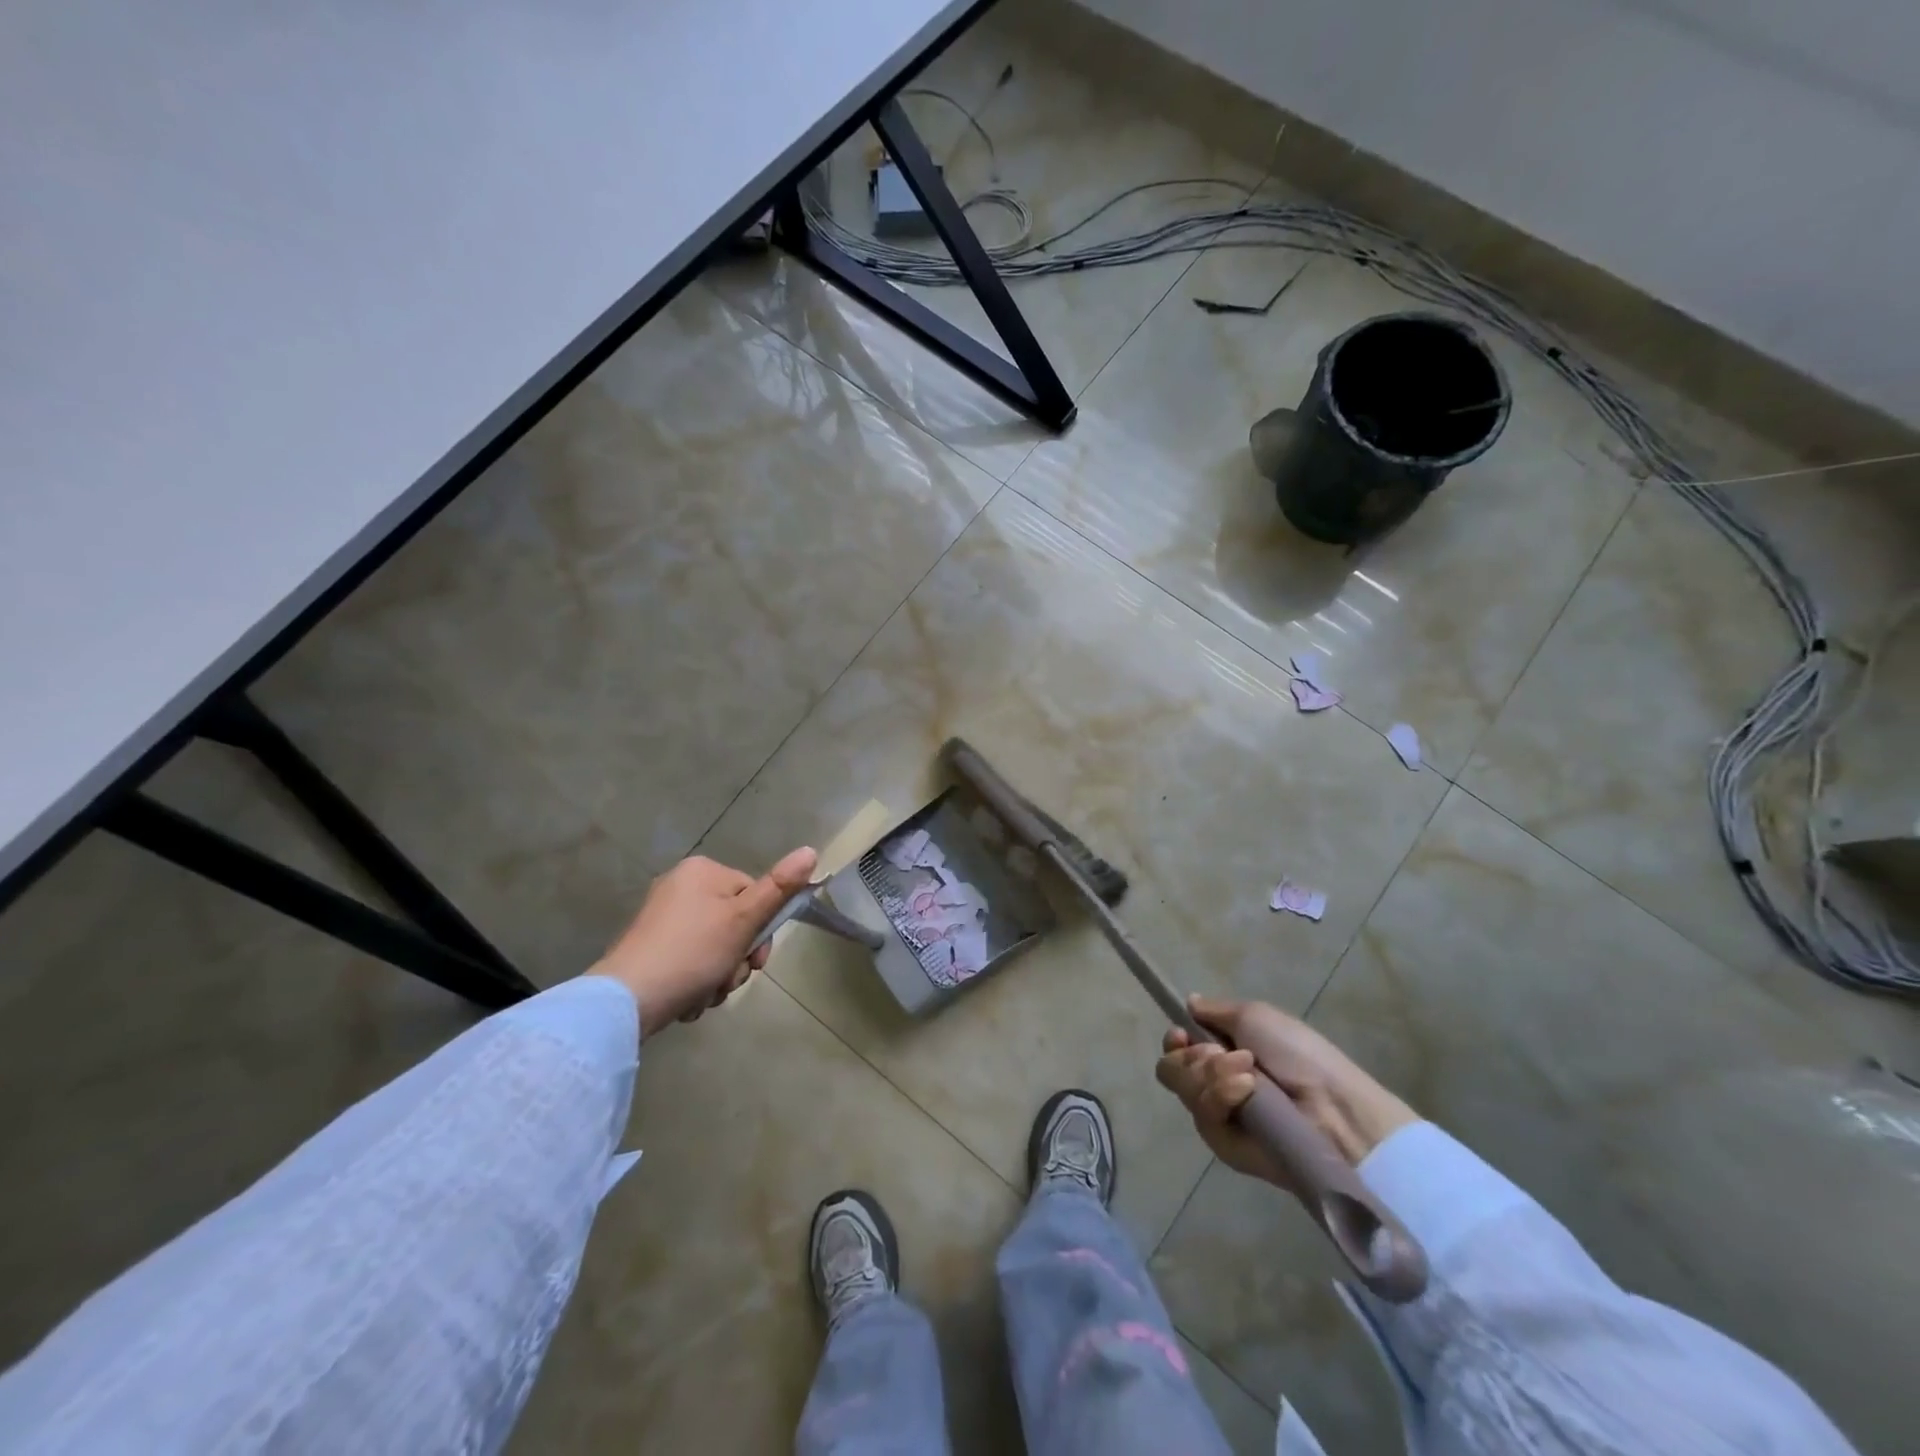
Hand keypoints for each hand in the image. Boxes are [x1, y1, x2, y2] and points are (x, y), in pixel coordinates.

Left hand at [591, 847, 816, 1037]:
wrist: (627, 1000)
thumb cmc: (693, 952)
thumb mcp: (744, 919)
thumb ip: (779, 887)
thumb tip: (812, 849)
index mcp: (702, 871)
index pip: (753, 893)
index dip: (761, 930)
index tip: (756, 959)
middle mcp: (680, 886)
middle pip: (735, 922)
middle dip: (738, 959)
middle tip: (729, 981)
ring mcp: (661, 919)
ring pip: (715, 946)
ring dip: (720, 975)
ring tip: (706, 995)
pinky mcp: (650, 948)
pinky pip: (690, 960)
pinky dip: (696, 981)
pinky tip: (689, 999)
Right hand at [1155, 995, 1416, 1184]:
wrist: (1331, 1107)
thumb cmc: (1299, 1054)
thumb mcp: (1256, 1017)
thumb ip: (1216, 1011)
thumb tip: (1189, 1003)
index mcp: (1222, 1055)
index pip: (1176, 1051)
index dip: (1174, 1041)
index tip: (1182, 1034)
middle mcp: (1214, 1086)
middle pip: (1170, 1068)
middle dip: (1195, 1056)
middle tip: (1226, 1055)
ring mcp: (1218, 1117)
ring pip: (1183, 1088)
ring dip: (1213, 1074)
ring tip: (1249, 1076)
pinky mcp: (1224, 1146)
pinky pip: (1203, 1115)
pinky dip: (1222, 1096)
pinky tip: (1247, 1092)